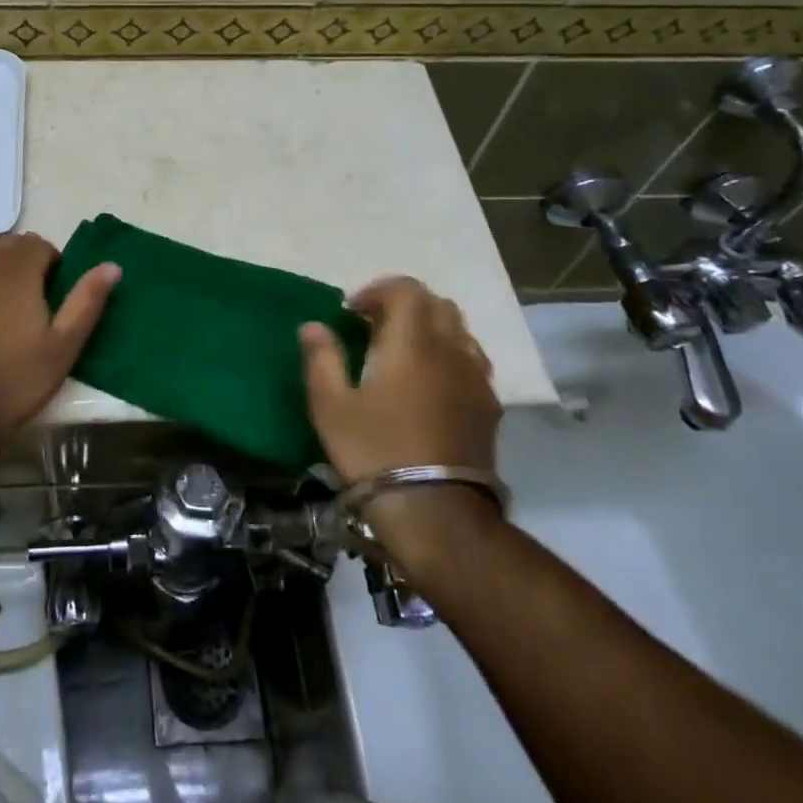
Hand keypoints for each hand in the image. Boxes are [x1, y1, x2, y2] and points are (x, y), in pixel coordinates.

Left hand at [0, 231, 119, 454]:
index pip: (40, 245)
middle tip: (29, 308)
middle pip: (9, 246)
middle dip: (23, 265)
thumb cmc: (14, 379)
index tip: (52, 301)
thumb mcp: (63, 346)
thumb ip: (87, 301)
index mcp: (17, 267)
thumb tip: (112, 266)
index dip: (52, 268)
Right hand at [300, 278, 502, 562]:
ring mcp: (475, 378)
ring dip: (430, 330)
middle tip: (375, 329)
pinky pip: (471, 361)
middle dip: (404, 306)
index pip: (406, 289)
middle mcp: (450, 349)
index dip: (377, 291)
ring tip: (403, 356)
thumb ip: (322, 358)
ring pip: (458, 331)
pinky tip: (430, 386)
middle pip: (436, 304)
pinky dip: (449, 356)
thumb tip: (313, 326)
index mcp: (412, 341)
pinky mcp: (489, 407)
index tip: (352, 312)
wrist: (436, 513)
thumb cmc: (375, 452)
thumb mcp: (331, 406)